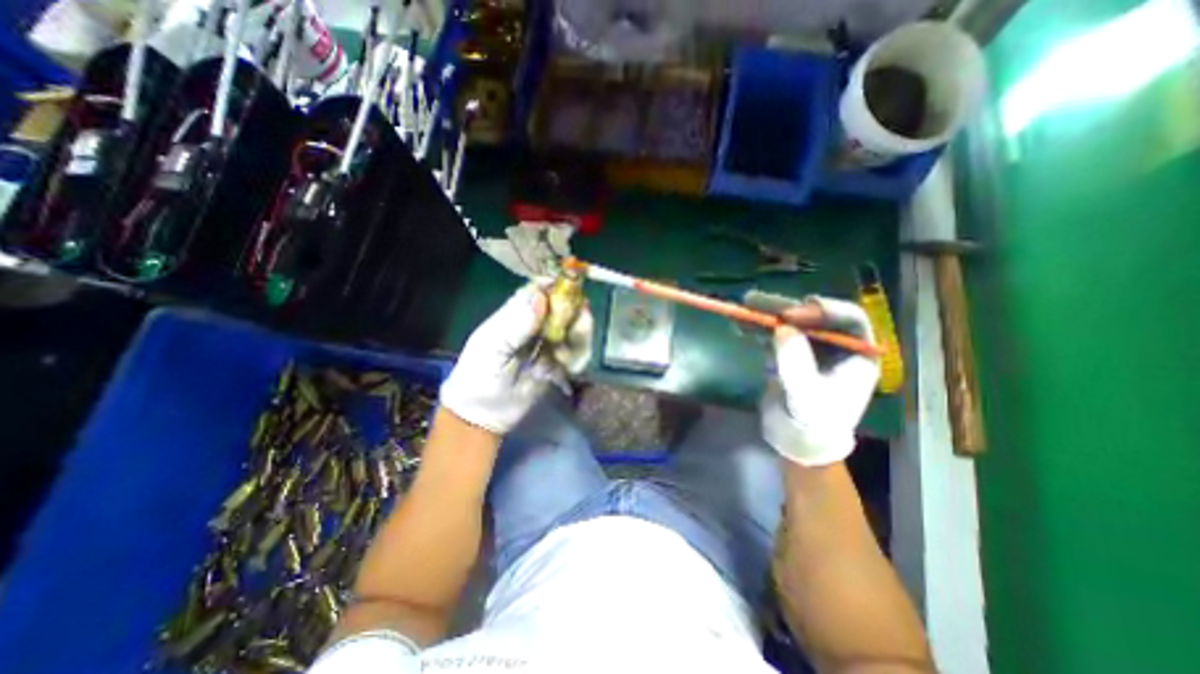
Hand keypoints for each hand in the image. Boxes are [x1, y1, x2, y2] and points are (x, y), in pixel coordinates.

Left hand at [441, 281, 590, 431]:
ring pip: (575, 332)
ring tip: (567, 355)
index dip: (556, 288)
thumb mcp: (492, 346)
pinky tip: (565, 369)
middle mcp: (537, 326)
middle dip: (575, 314)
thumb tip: (540, 297)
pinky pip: (577, 355)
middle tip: (581, 322)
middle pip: (564, 310)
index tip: (571, 291)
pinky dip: (577, 359)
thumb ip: (516, 323)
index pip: (540, 292)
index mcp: (517, 314)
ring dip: (579, 339)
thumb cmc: (479, 374)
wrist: (484, 413)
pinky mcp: (559, 364)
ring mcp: (550, 345)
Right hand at [759, 297, 878, 466]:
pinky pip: (775, 334)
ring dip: (767, 315)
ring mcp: (811, 348)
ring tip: (744, 305)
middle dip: (784, 308)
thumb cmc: (813, 422)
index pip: (849, 320)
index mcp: (858, 354)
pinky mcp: (790, 353)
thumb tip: (782, 328)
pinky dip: (759, 328)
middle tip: (756, 301)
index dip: (823, 311)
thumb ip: (796, 362)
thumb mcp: (806, 395)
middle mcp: (837, 346)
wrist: (797, 441)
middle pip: (813, 317)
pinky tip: (742, 324)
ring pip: (791, 323)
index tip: (792, 313)